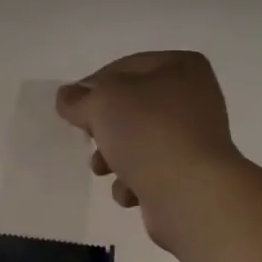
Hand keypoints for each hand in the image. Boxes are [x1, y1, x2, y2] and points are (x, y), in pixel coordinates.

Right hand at [55, 50, 240, 250]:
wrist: (190, 193)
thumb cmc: (148, 133)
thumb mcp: (102, 103)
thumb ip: (78, 99)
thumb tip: (66, 96)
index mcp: (181, 67)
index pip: (123, 68)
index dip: (92, 87)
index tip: (72, 109)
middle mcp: (194, 98)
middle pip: (131, 107)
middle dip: (103, 127)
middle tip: (87, 137)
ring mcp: (194, 138)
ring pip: (138, 142)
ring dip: (113, 157)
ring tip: (103, 169)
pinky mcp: (190, 174)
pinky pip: (150, 172)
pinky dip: (134, 182)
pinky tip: (130, 192)